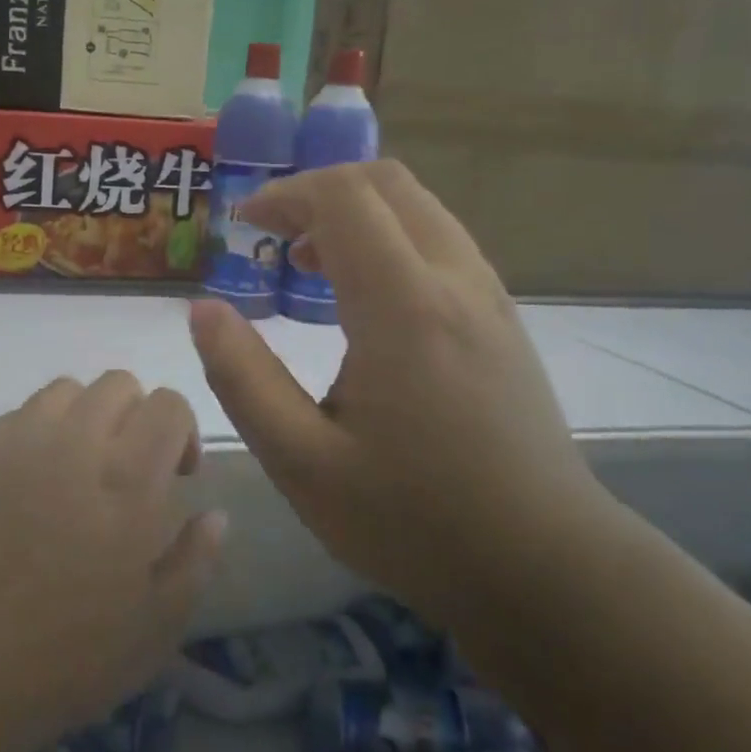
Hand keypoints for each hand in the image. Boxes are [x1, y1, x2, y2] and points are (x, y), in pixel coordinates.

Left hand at [0, 372, 225, 751]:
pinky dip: (41, 430)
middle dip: (137, 415)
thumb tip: (216, 514)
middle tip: (130, 470)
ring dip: (88, 416)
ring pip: (67, 389)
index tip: (176, 475)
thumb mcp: (156, 626)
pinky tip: (34, 480)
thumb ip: (196, 560)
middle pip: (119, 383)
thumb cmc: (64, 656)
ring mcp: (21, 442)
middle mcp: (77, 441)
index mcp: (128, 477)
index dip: (181, 429)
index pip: (168, 404)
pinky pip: (21, 414)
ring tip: (81, 467)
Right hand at [188, 161, 609, 627]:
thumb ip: (243, 379)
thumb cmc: (415, 522)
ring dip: (358, 213)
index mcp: (403, 306)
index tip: (242, 224)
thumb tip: (204, 310)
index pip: (342, 197)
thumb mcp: (303, 463)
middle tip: (274, 235)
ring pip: (420, 208)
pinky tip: (366, 299)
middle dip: (319, 190)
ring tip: (311, 264)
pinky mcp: (504, 320)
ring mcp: (489, 296)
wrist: (546, 568)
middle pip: (386, 183)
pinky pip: (441, 242)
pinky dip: (392, 238)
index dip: (284, 195)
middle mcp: (454, 280)